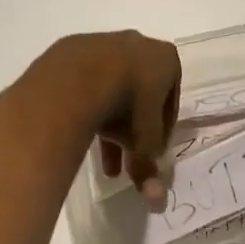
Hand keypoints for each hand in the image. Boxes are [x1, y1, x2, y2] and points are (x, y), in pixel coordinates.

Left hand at [54, 31, 181, 205]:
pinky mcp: (73, 49)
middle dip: (133, 129)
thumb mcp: (143, 141)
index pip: (171, 100)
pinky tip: (80, 131)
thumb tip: (156, 201)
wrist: (77, 79)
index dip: (162, 130)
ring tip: (102, 159)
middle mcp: (137, 43)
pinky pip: (86, 82)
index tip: (151, 153)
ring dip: (109, 122)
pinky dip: (87, 105)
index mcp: (166, 58)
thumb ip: (149, 167)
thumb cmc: (126, 105)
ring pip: (111, 88)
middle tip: (126, 160)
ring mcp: (104, 42)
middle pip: (140, 93)